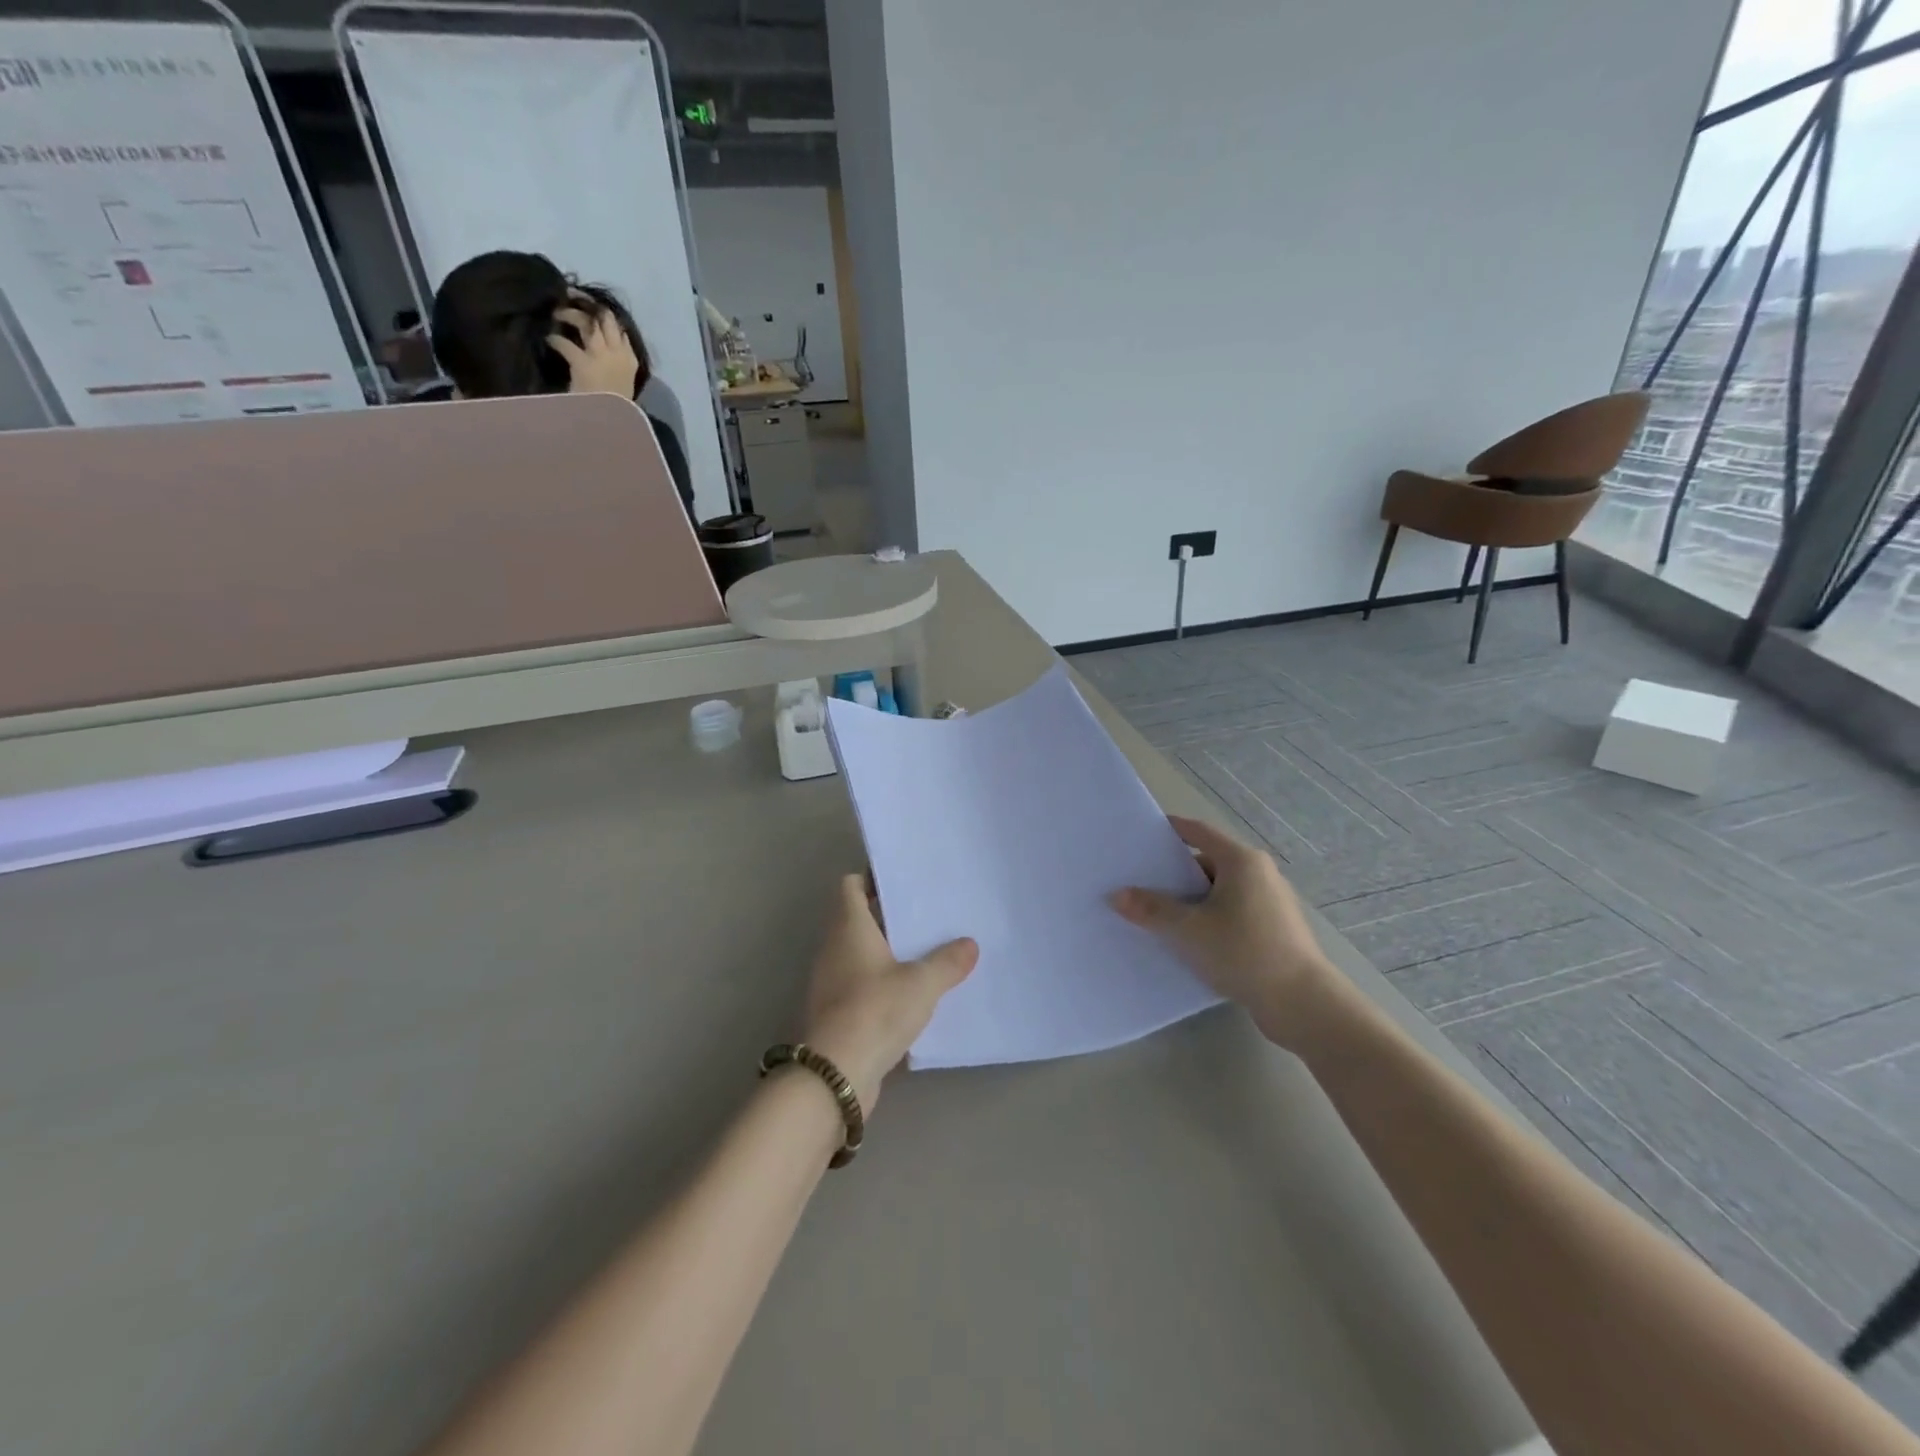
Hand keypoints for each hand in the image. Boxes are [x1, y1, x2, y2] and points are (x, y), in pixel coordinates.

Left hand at [547, 294, 638, 397]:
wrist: (612, 422)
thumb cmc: (617, 406)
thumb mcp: (623, 382)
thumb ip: (616, 363)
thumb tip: (601, 345)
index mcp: (630, 359)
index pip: (620, 328)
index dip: (604, 314)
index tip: (591, 307)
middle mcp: (618, 353)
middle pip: (604, 318)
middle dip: (586, 303)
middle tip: (570, 294)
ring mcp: (601, 357)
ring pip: (586, 323)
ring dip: (569, 315)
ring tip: (556, 314)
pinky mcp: (583, 364)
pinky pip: (565, 344)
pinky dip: (555, 340)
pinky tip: (548, 340)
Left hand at [798, 875, 977, 1112]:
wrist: (835, 1075)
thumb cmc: (875, 1011)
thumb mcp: (921, 984)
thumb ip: (947, 962)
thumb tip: (969, 944)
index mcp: (848, 927)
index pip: (850, 886)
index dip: (873, 878)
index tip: (905, 880)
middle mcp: (834, 948)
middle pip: (859, 919)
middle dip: (891, 915)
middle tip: (929, 914)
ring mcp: (832, 982)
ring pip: (862, 953)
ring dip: (890, 951)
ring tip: (929, 950)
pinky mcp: (837, 1012)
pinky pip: (864, 984)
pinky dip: (884, 983)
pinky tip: (915, 993)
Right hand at [1110, 815, 1341, 1052]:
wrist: (1302, 1004)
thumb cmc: (1244, 952)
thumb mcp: (1188, 930)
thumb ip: (1151, 909)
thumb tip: (1116, 895)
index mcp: (1241, 861)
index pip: (1197, 831)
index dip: (1168, 830)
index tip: (1140, 835)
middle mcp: (1259, 874)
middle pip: (1207, 862)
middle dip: (1173, 872)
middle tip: (1138, 881)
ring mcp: (1270, 903)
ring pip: (1219, 891)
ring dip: (1190, 900)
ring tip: (1155, 914)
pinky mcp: (1273, 930)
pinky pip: (1231, 913)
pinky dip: (1208, 919)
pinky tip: (1187, 940)